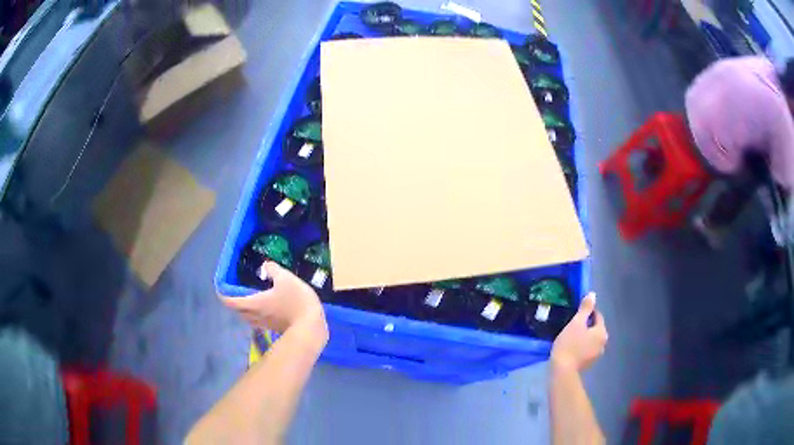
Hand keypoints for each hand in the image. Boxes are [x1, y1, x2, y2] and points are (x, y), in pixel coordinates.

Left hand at [222, 262, 327, 339]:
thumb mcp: (286, 278)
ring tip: (248, 302)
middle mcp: (256, 315)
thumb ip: (273, 270)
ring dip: (244, 311)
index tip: (220, 289)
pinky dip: (256, 316)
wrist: (311, 327)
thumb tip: (265, 265)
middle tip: (235, 294)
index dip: (223, 295)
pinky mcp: (275, 329)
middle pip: (238, 312)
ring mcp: (265, 324)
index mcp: (254, 303)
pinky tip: (265, 310)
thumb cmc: (295, 301)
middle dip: (234, 304)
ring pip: (248, 318)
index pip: (231, 302)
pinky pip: (259, 322)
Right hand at [551, 293, 606, 371]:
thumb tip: (593, 294)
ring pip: (591, 340)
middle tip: (571, 326)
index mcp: (602, 332)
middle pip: (595, 329)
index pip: (598, 316)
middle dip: (585, 326)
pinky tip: (570, 349)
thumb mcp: (576, 323)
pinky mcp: (589, 364)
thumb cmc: (569, 344)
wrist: (562, 370)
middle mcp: (603, 343)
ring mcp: (597, 355)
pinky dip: (581, 347)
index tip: (575, 314)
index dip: (587, 312)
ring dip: (583, 337)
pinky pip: (587, 350)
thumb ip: (585, 308)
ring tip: (569, 338)